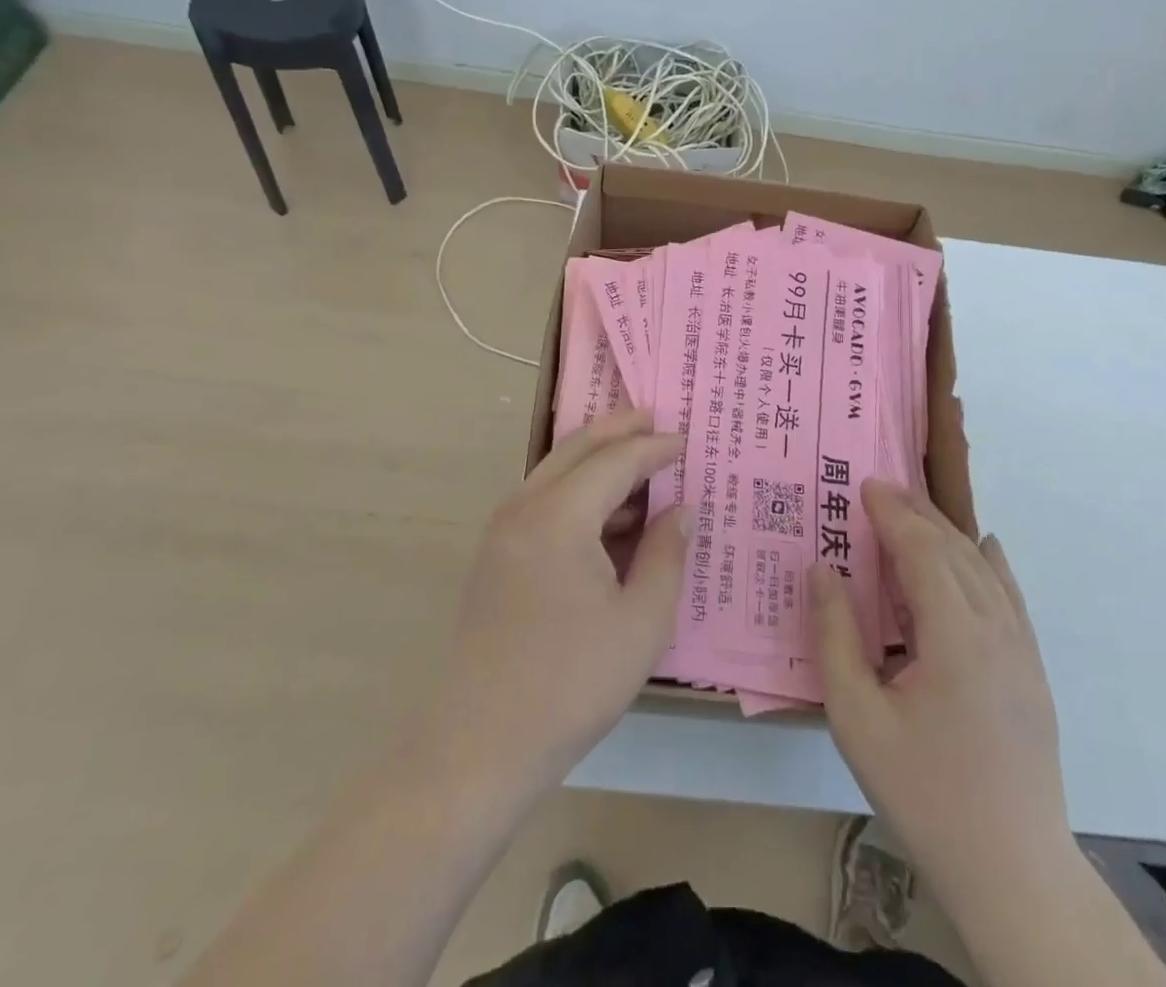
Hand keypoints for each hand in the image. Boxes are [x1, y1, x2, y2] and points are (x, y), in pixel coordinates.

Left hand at [419, 410, 688, 796]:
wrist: (479, 746)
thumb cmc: (571, 684)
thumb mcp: (642, 622)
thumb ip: (666, 555)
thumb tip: (679, 509)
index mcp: (559, 516)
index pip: (615, 461)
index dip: (654, 448)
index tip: (687, 441)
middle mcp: (524, 508)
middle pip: (577, 448)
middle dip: (618, 429)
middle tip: (655, 418)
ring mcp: (502, 531)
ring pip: (555, 471)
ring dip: (597, 460)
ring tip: (640, 465)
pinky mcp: (495, 556)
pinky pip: (542, 500)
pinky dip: (577, 491)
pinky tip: (608, 516)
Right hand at [811, 480, 1074, 906]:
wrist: (1012, 870)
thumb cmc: (924, 792)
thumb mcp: (857, 719)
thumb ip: (835, 637)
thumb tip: (822, 569)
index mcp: (954, 635)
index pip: (922, 550)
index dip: (892, 513)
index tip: (865, 485)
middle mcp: (995, 627)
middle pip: (954, 549)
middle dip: (917, 513)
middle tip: (881, 488)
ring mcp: (1021, 648)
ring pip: (984, 568)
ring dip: (948, 532)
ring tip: (915, 510)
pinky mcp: (1032, 669)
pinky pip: (1011, 596)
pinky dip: (991, 562)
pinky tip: (985, 547)